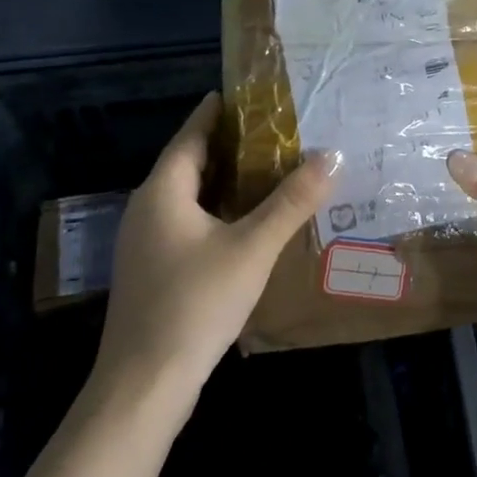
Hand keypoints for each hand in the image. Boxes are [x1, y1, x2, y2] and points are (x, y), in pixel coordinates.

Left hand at [96, 93, 337, 396]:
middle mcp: (146, 209)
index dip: (217, 112)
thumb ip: (292, 202)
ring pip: (187, 197)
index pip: (191, 135)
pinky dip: (215, 211)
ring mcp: (144, 242)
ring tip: (266, 171)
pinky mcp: (151, 270)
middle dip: (227, 146)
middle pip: (188, 164)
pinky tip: (244, 224)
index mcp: (163, 191)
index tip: (245, 93)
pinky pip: (186, 223)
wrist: (145, 383)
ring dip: (223, 181)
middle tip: (273, 131)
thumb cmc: (196, 303)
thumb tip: (332, 156)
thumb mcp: (252, 248)